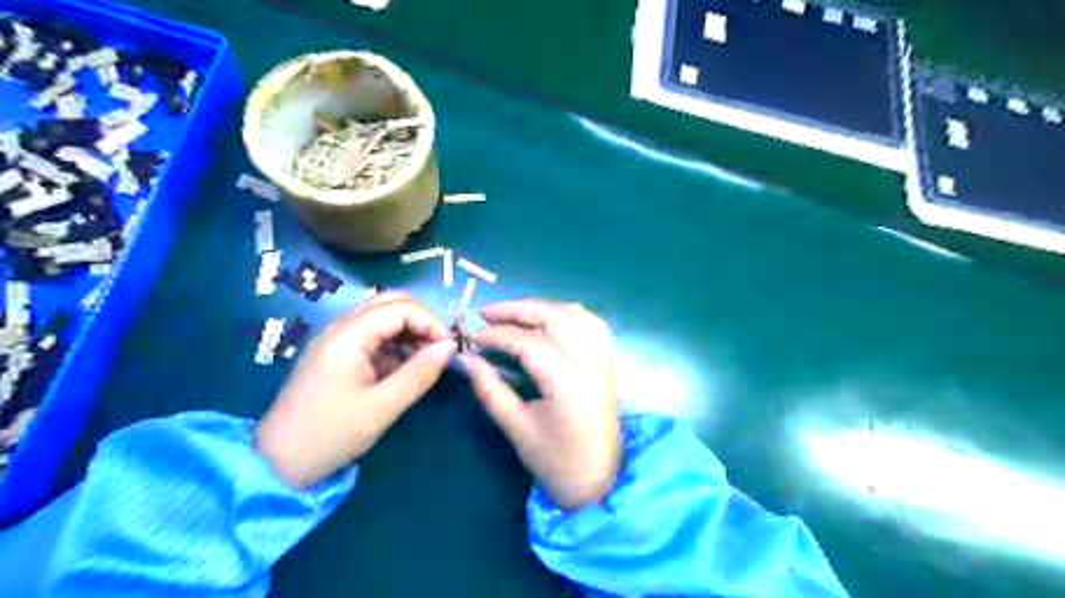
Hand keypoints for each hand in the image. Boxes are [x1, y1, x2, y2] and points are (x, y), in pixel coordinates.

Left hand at [262, 291, 457, 486]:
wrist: (277, 464)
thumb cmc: (330, 434)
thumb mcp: (382, 407)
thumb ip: (419, 373)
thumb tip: (451, 347)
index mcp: (348, 335)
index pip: (400, 307)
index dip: (431, 322)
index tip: (450, 349)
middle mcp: (342, 328)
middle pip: (391, 304)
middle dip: (422, 321)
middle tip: (441, 349)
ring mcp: (338, 340)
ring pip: (384, 319)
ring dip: (411, 332)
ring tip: (428, 361)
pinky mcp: (338, 356)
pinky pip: (375, 338)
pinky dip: (397, 346)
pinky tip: (407, 370)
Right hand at [461, 299, 621, 509]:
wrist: (599, 481)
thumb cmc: (556, 461)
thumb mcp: (517, 429)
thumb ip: (491, 390)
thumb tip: (468, 360)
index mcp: (569, 384)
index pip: (530, 343)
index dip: (498, 335)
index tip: (474, 339)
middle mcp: (591, 363)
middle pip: (554, 317)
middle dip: (517, 310)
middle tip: (487, 312)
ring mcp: (604, 359)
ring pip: (574, 314)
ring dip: (541, 307)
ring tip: (512, 313)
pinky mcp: (607, 361)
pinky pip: (590, 323)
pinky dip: (566, 313)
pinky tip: (547, 319)